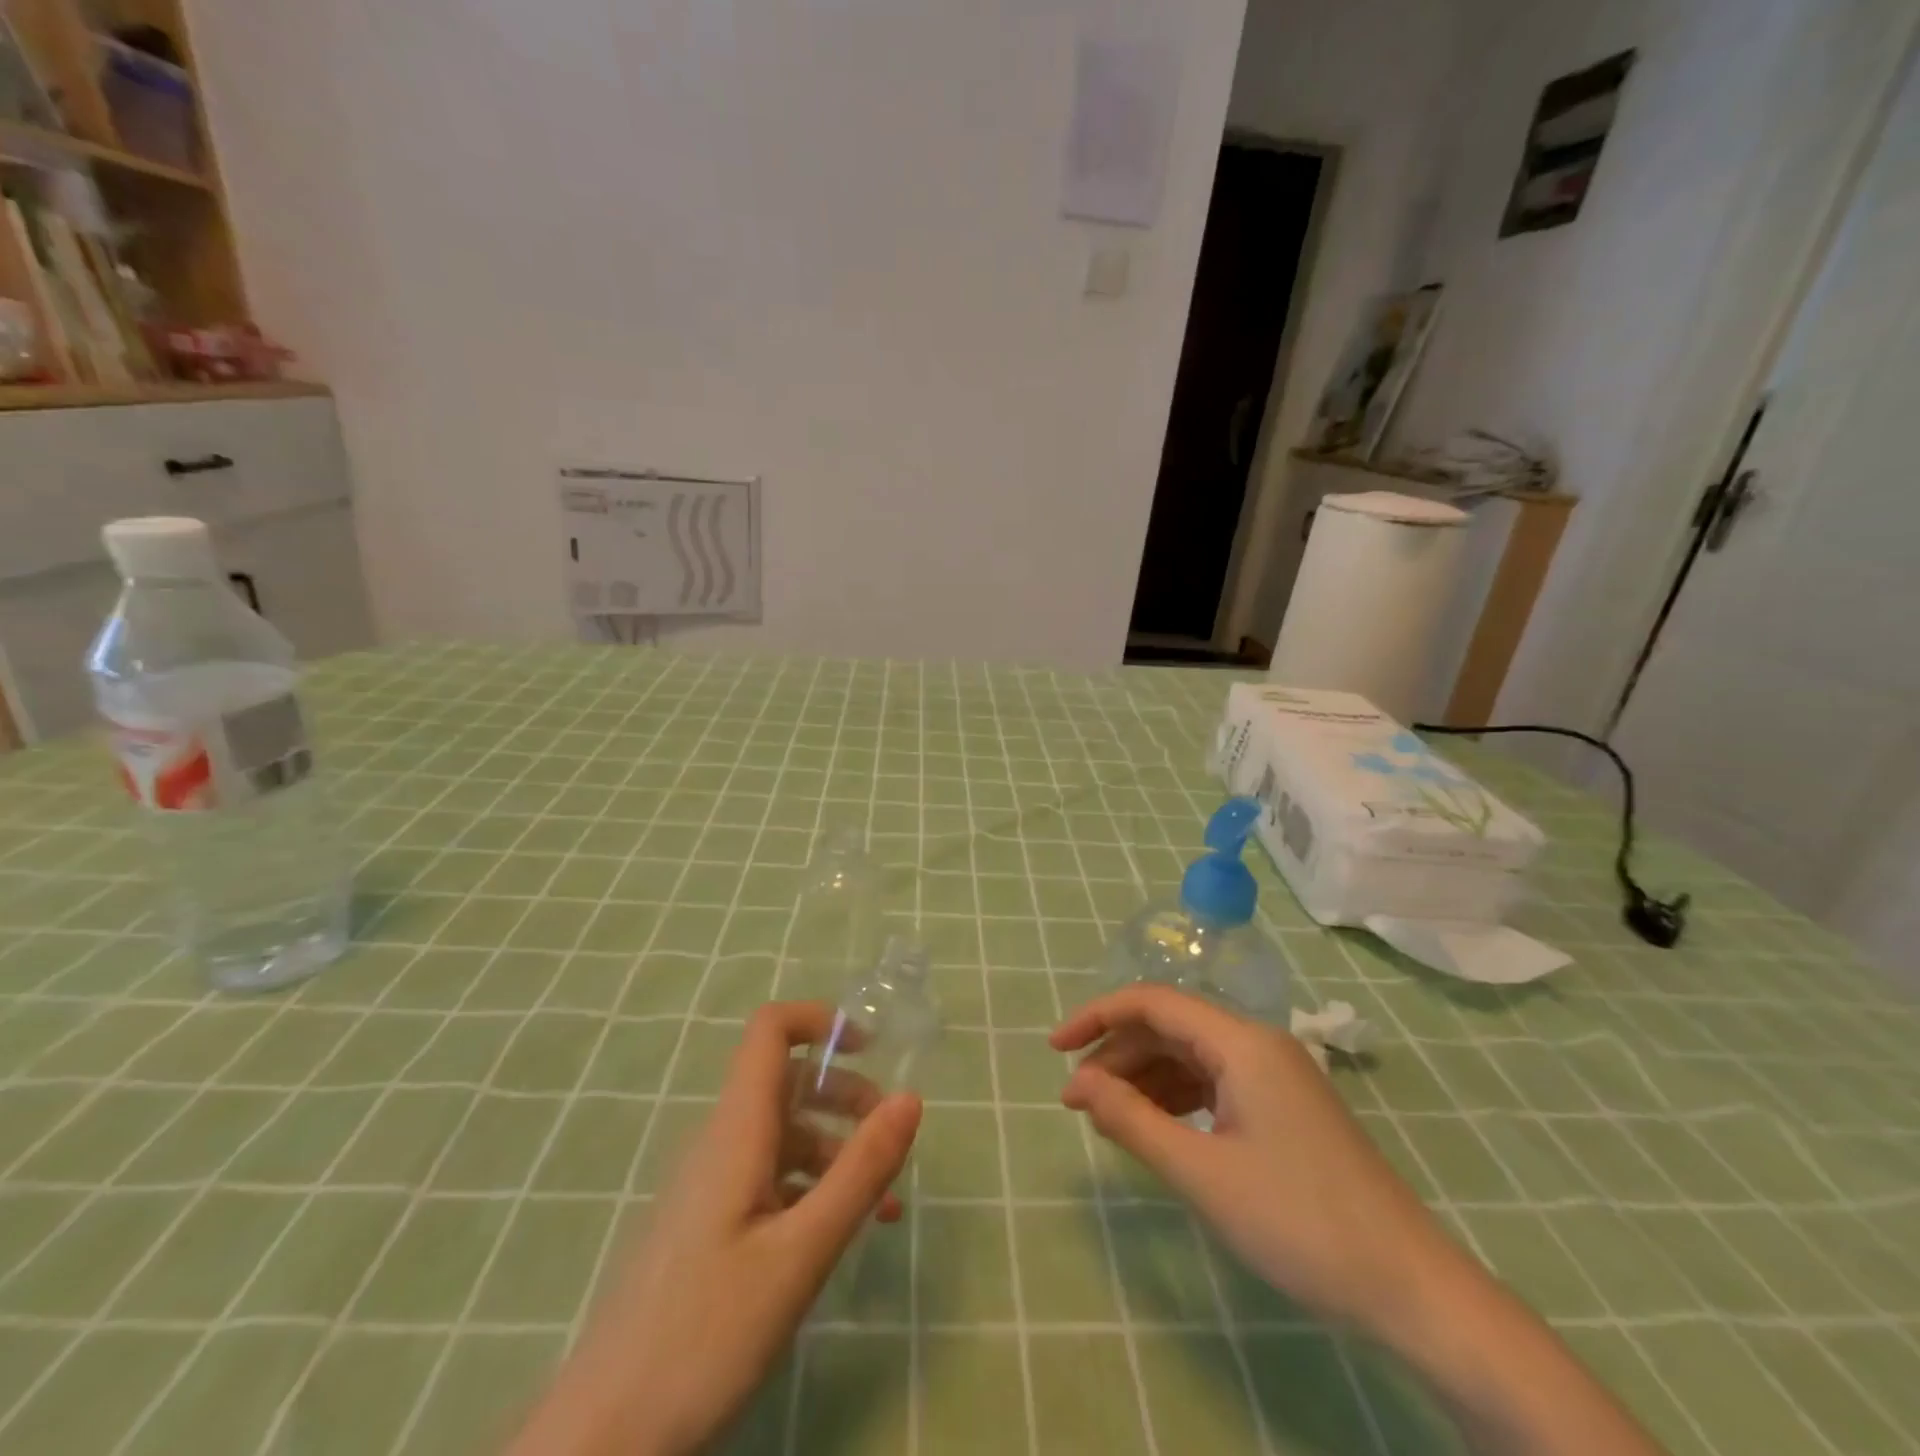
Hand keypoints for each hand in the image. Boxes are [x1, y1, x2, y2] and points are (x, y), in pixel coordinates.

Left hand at [511, 1002, 922, 1455]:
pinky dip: (814, 1189)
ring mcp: (712, 1186)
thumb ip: (860, 1172)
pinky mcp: (710, 1227)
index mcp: (736, 1130)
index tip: (869, 1048)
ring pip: (784, 1136)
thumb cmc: (704, 1335)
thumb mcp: (800, 1254)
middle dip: (846, 1094)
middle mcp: (722, 1143)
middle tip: (892, 1138)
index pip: (769, 1031)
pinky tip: (844, 1235)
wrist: (603, 1438)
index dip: (818, 1021)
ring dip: (838, 1150)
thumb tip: (910, 1098)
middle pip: (787, 1083)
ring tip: (886, 1203)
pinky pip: (771, 1181)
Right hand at [1050, 985, 1458, 1336]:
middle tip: (1076, 1101)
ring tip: (1107, 1118)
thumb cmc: (1299, 1223)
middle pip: (1171, 1027)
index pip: (1153, 1002)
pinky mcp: (1284, 1106)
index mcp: (1241, 1042)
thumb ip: (1132, 1120)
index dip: (1097, 1017)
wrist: (1410, 1289)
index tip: (1055, 1050)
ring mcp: (1275, 1075)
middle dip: (1117, 1055)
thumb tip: (1079, 1083)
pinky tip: (1156, 1127)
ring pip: (1191, 1056)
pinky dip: (1176, 1097)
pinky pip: (1215, 1083)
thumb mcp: (1202, 1173)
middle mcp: (1258, 1044)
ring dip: (1144, 1078)